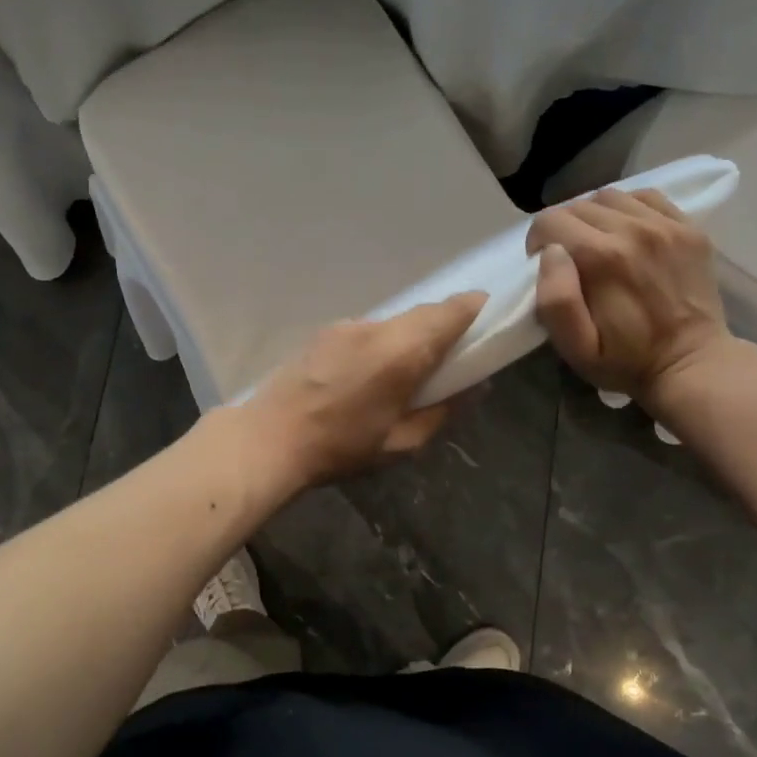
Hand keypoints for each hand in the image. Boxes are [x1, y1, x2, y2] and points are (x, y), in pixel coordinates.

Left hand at [237, 292, 486, 492]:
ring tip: (409, 369)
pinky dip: (383, 342)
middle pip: (422, 313)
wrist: (268, 439)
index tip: (488, 316)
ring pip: (394, 321)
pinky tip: (371, 373)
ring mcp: (346, 326)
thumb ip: (444, 411)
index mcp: (401, 352)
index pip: (449, 312)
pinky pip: (368, 330)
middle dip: (444, 324)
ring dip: (410, 336)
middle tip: (454, 353)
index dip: (474, 309)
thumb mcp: (402, 442)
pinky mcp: (324, 333)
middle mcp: (375, 328)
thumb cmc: (340, 447)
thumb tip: (476, 388)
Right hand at [525, 188, 736, 403]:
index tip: (545, 266)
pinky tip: (628, 233)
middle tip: (572, 260)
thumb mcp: (576, 348)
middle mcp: (633, 230)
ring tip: (599, 244)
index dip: (538, 242)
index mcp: (601, 258)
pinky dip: (629, 208)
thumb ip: (555, 300)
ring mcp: (666, 225)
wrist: (693, 365)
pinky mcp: (689, 228)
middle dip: (564, 229)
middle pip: (578, 205)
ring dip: (595, 216)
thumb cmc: (626, 361)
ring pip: (610, 196)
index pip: (550, 221)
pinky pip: (647, 197)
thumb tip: (551, 253)